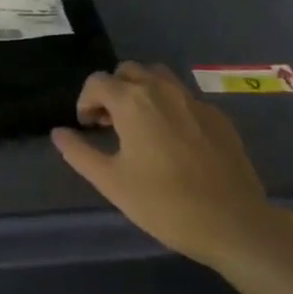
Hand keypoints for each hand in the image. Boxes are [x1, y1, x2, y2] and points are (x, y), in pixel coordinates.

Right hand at [52, 63, 292, 270]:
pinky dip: (169, 107)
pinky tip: (173, 141)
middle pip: (128, 71)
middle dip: (113, 91)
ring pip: (159, 77)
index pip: (97, 82)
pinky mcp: (218, 116)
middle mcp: (162, 90)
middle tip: (109, 124)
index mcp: (132, 101)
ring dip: (142, 91)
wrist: (233, 223)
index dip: (85, 102)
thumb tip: (58, 132)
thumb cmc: (164, 204)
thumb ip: (79, 152)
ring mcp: (194, 100)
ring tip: (140, 125)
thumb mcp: (111, 182)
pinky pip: (184, 98)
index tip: (87, 128)